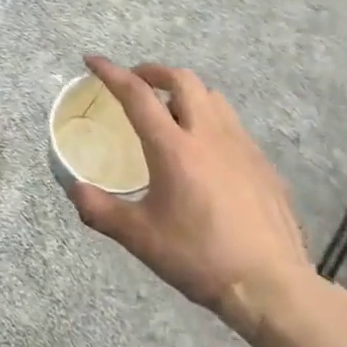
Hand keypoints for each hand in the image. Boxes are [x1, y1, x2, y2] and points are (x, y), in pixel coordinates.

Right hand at [65, 55, 313, 339]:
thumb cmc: (199, 257)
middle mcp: (208, 134)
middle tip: (136, 83)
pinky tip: (206, 151)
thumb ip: (100, 210)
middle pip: (182, 79)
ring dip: (186, 92)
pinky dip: (210, 120)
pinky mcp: (263, 164)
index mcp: (173, 147)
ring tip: (171, 110)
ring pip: (212, 96)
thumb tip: (75, 189)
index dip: (111, 72)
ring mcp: (242, 146)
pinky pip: (233, 124)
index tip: (93, 60)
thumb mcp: (139, 237)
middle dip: (154, 72)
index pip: (136, 94)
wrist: (271, 286)